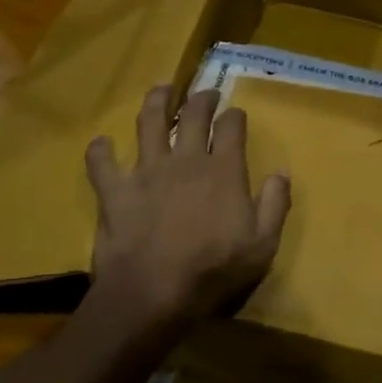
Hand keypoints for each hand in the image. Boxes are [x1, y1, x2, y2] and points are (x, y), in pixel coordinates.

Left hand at [82, 84, 290, 347]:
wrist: (154, 292)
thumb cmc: (214, 271)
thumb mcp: (263, 245)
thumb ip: (275, 204)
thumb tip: (282, 172)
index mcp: (223, 170)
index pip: (231, 127)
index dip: (234, 116)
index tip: (235, 115)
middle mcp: (185, 160)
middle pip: (193, 115)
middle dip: (201, 98)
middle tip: (205, 93)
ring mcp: (147, 171)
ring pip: (149, 123)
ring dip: (155, 102)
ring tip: (160, 90)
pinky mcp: (115, 190)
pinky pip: (102, 163)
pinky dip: (99, 151)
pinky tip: (100, 143)